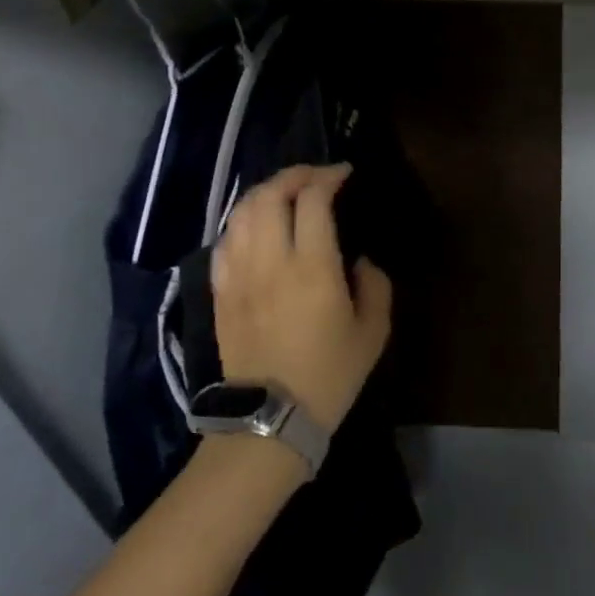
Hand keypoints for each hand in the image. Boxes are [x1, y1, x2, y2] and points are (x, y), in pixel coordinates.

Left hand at [208, 164, 392, 433]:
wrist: (269, 422)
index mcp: (312, 268)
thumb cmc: (329, 376)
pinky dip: (241, 222)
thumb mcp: (373, 332)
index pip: (312, 200)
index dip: (328, 177)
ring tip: (285, 194)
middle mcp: (270, 262)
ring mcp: (238, 276)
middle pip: (269, 196)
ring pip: (241, 213)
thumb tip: (359, 260)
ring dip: (264, 193)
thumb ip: (375, 285)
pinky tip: (256, 227)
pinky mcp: (220, 293)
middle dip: (293, 175)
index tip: (344, 174)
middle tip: (315, 177)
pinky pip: (224, 242)